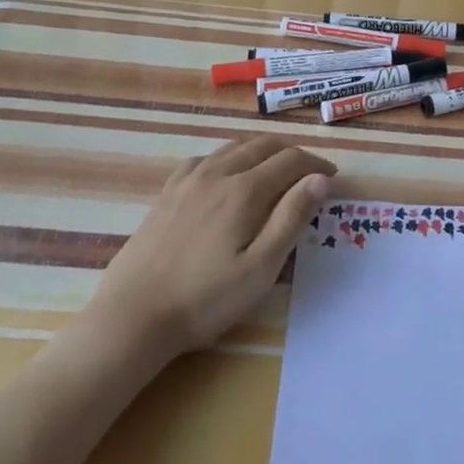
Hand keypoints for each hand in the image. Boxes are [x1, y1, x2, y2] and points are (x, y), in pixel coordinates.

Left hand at [77, 137, 335, 360]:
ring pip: (235, 147)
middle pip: (264, 146)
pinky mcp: (167, 192)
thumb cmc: (204, 300)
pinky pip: (205, 157)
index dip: (316, 165)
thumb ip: (291, 218)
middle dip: (292, 154)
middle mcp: (219, 172)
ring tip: (275, 169)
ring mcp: (189, 179)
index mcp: (245, 190)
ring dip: (262, 151)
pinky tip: (227, 173)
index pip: (291, 161)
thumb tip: (320, 180)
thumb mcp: (260, 269)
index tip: (331, 178)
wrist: (132, 317)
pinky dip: (228, 157)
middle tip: (309, 174)